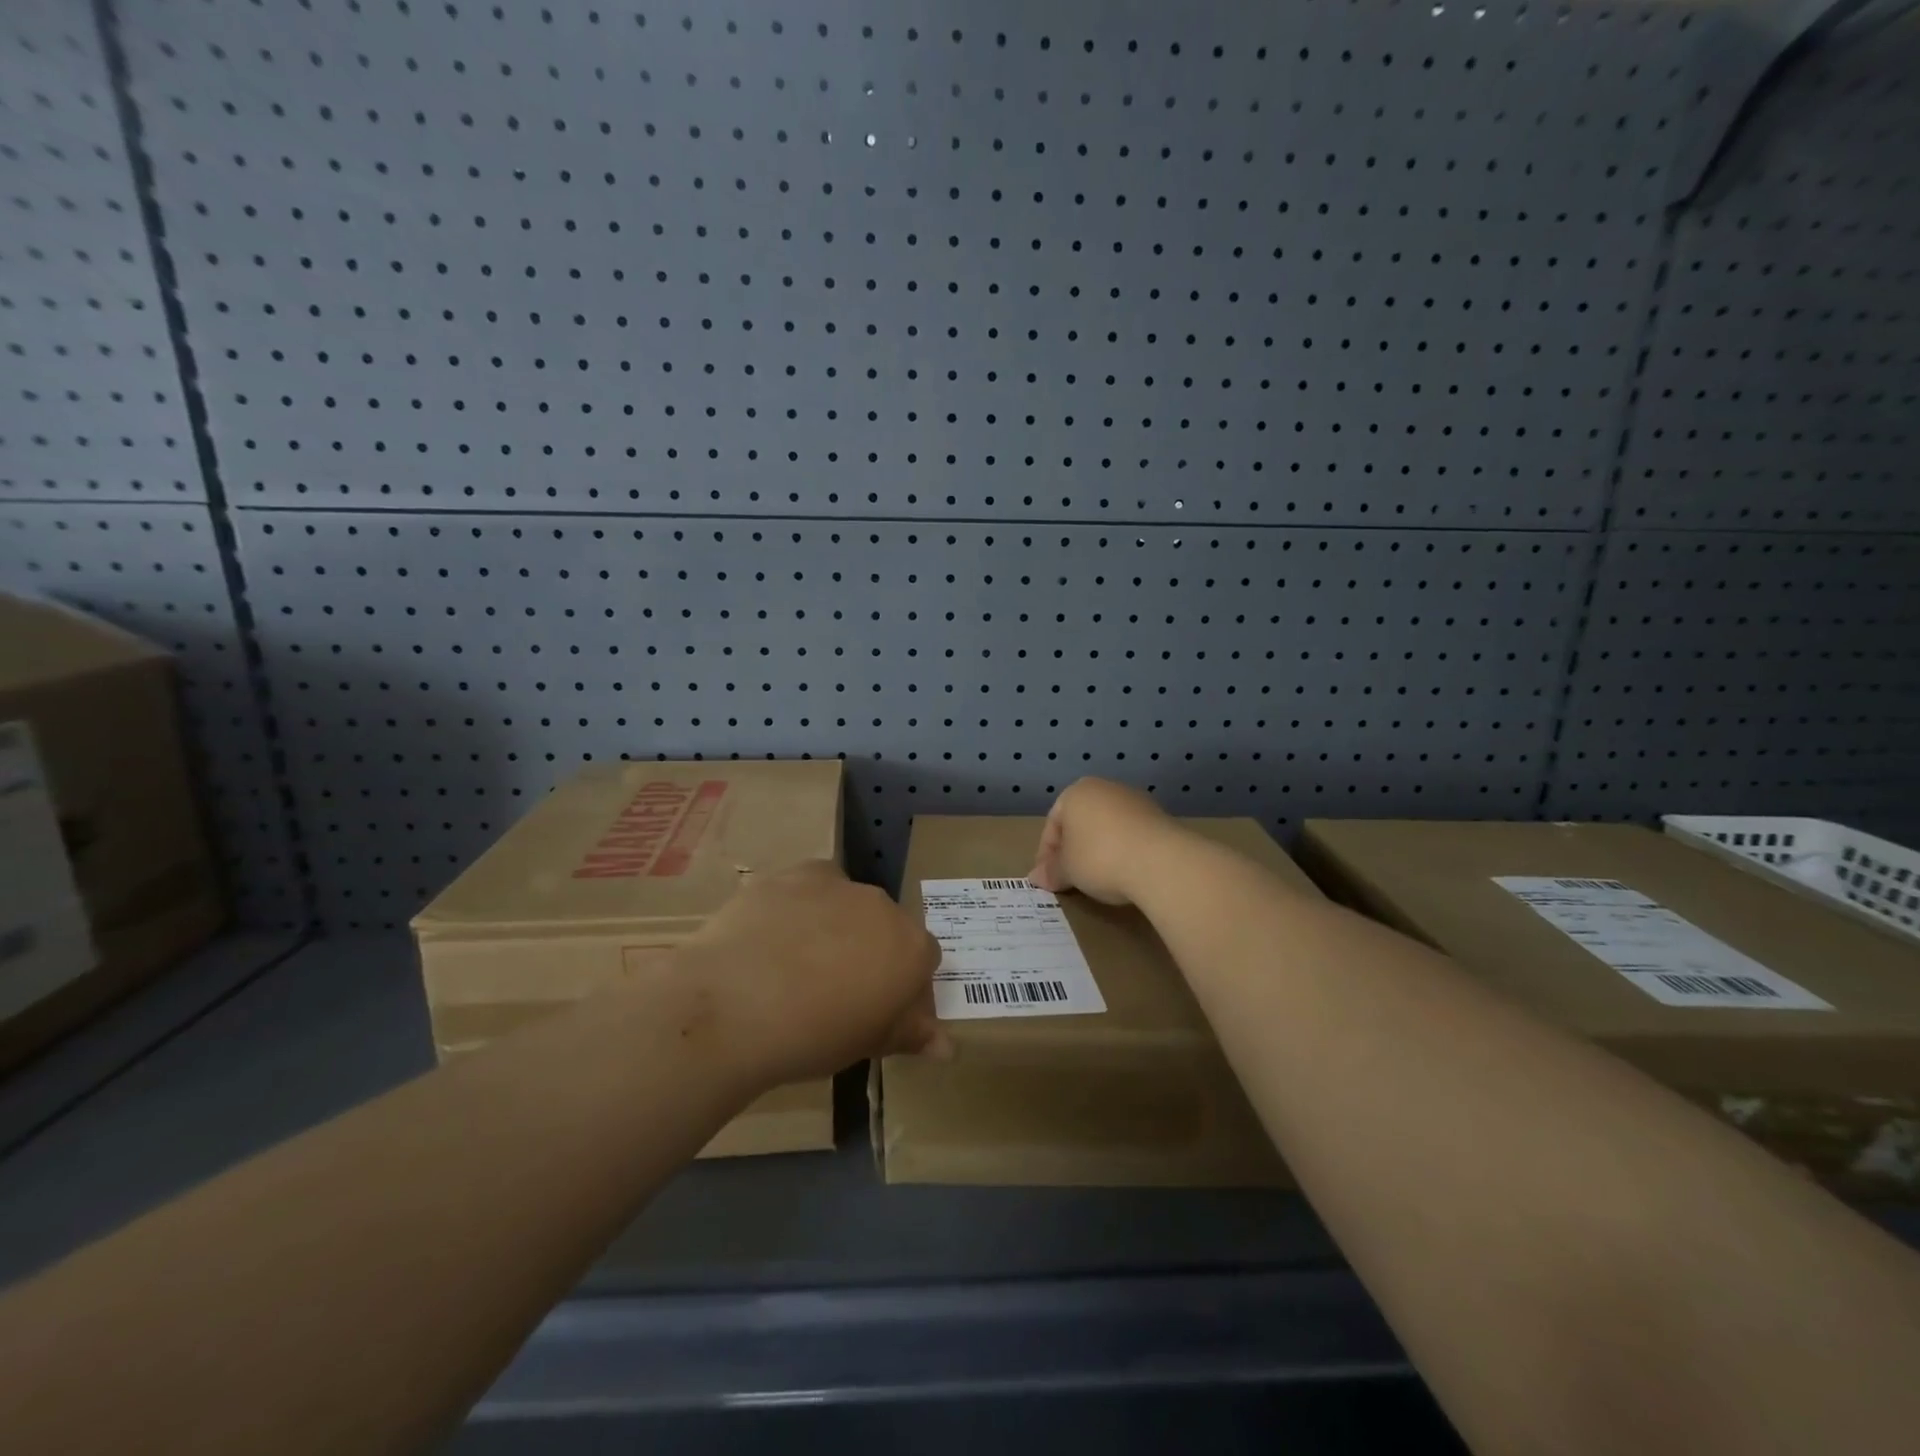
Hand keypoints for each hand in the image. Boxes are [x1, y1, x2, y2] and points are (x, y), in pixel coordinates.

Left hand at [679, 861, 945, 1084]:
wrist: (736, 1003)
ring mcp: (838, 884)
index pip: (923, 961)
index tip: (876, 1010)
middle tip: (834, 989)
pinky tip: (774, 935)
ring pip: (847, 902)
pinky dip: (800, 905)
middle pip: (886, 926)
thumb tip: (946, 1046)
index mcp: (911, 948)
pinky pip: (809, 886)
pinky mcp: (794, 873)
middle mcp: (883, 906)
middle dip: (869, 951)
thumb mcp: (867, 1044)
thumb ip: (910, 1034)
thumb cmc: (813, 1036)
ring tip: (796, 965)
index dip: (903, 985)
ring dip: (835, 925)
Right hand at [1029, 777, 1186, 906]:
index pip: (1052, 825)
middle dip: (1074, 850)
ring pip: (1107, 827)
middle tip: (1071, 879)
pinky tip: (1125, 872)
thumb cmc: (1099, 858)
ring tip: (1099, 879)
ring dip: (1100, 850)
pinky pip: (1131, 834)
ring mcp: (1135, 800)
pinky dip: (1124, 850)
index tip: (1049, 879)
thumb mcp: (1067, 870)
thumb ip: (1051, 871)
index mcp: (1075, 792)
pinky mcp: (1160, 816)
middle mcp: (1105, 788)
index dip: (1047, 855)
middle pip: (1080, 822)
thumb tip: (1036, 877)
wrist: (1160, 861)